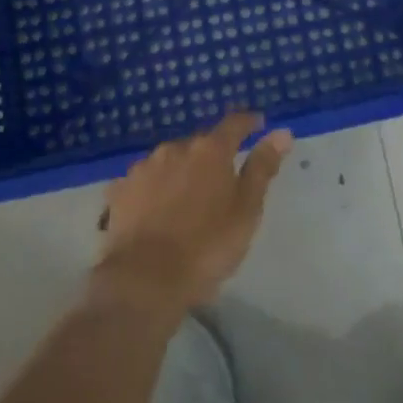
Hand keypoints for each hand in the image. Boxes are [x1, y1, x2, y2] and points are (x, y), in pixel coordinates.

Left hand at [96, 111, 293, 314]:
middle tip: (221, 180)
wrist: (144, 279)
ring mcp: (144, 167)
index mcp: (210, 151)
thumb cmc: (206, 246)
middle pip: (200, 144)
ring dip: (181, 172)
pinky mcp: (120, 190)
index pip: (234, 124)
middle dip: (212, 155)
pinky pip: (145, 182)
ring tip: (187, 199)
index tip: (258, 124)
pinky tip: (155, 210)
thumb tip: (282, 132)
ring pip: (170, 161)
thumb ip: (262, 168)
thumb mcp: (246, 210)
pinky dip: (154, 189)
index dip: (248, 123)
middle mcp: (175, 148)